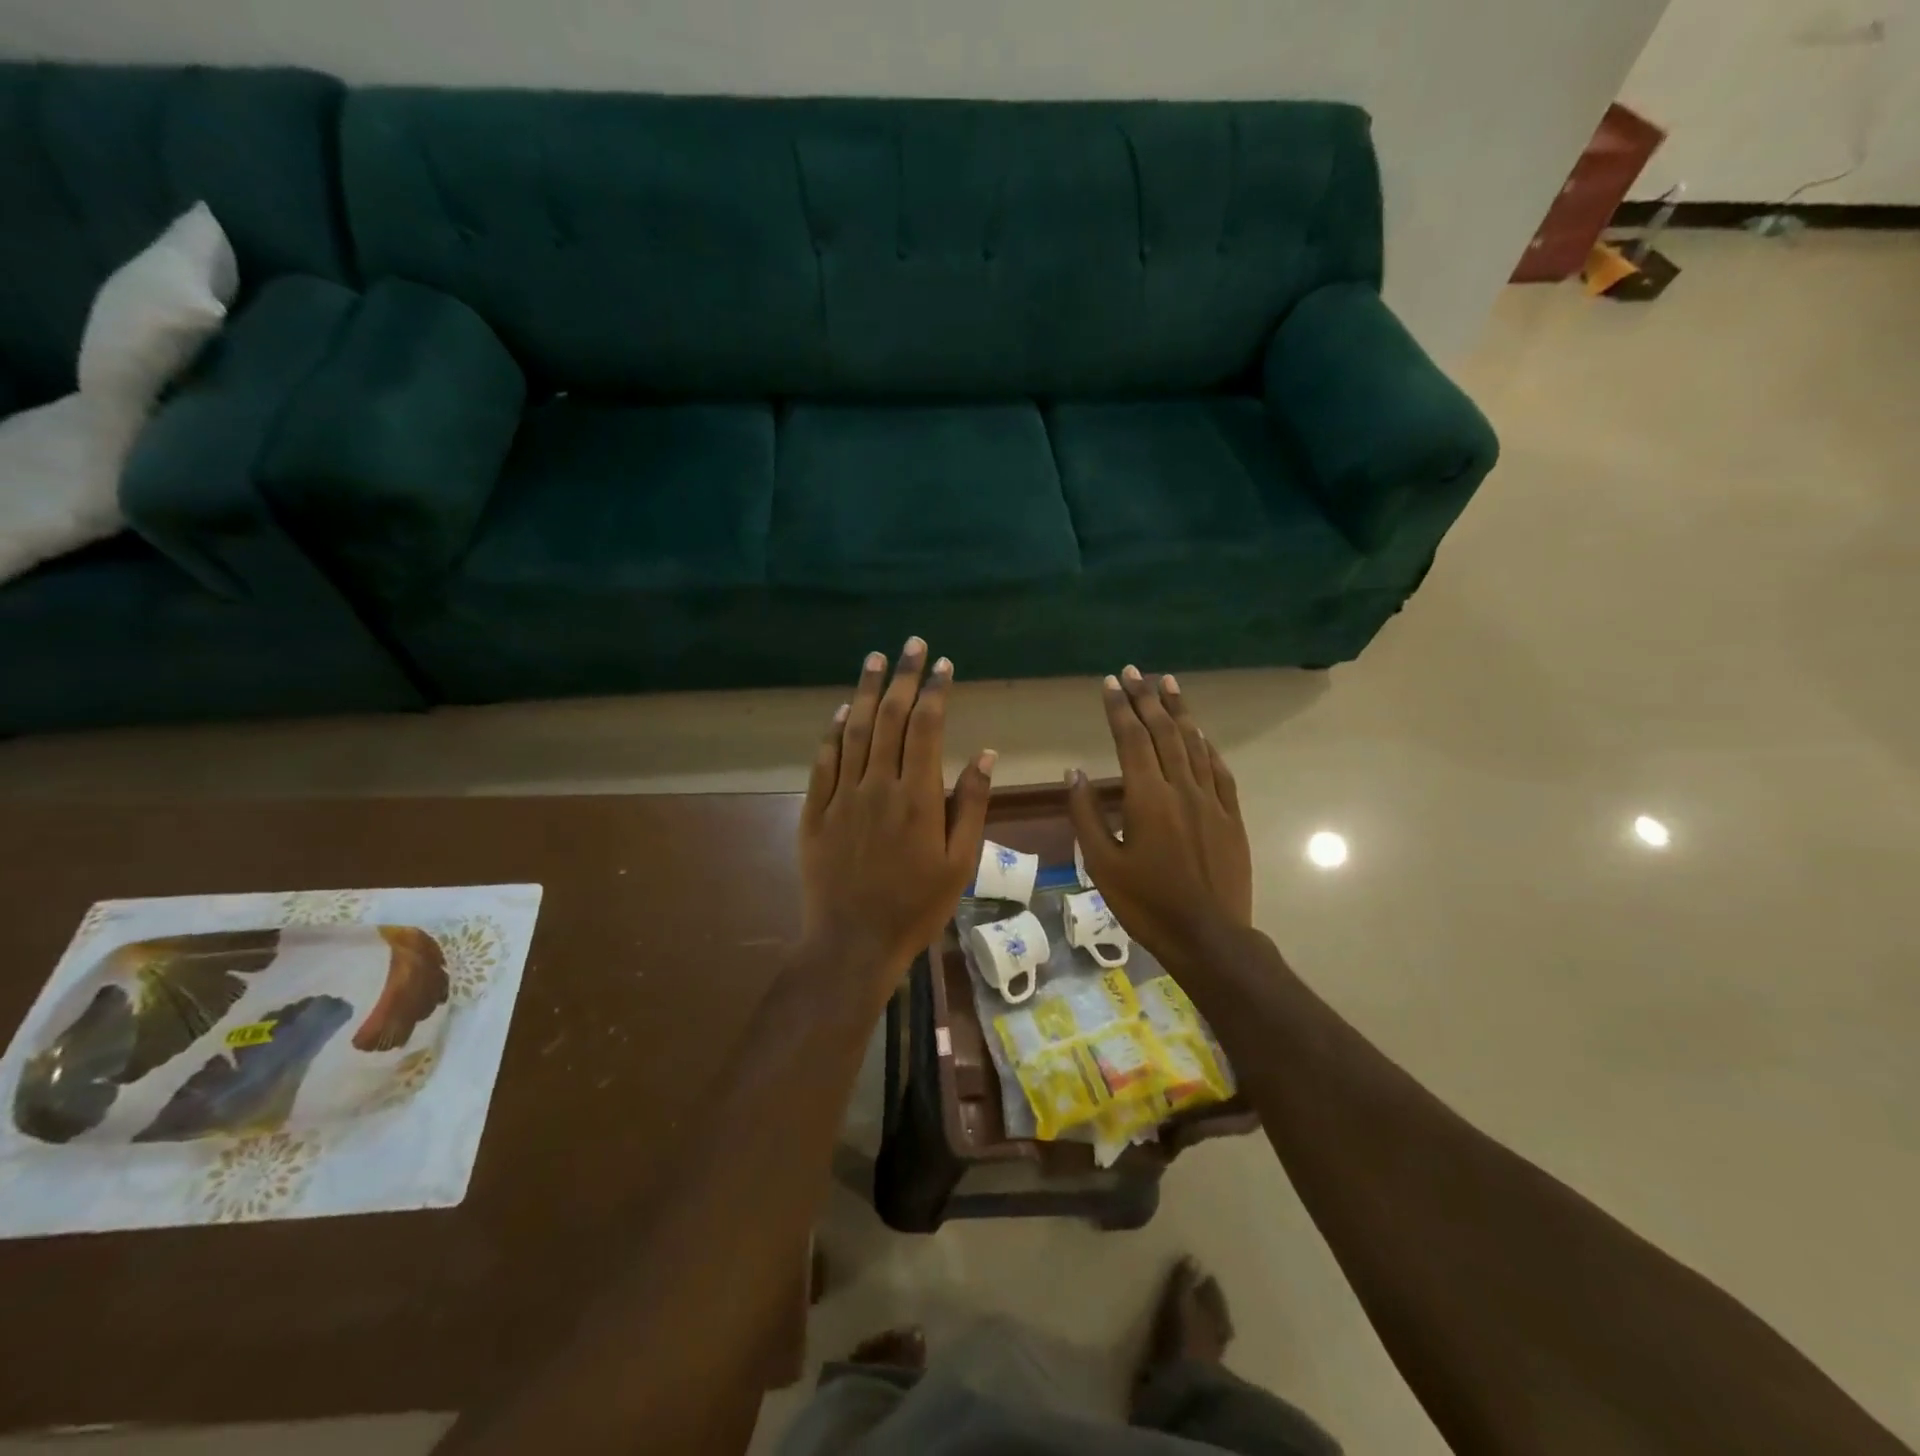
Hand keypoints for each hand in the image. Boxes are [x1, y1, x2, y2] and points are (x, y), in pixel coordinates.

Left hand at [799, 638, 994, 984]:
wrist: (852, 943)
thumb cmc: (916, 906)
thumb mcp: (960, 863)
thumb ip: (971, 804)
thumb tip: (984, 752)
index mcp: (917, 798)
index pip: (925, 728)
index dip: (934, 691)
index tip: (942, 664)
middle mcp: (876, 786)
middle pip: (888, 718)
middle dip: (902, 678)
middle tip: (911, 645)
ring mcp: (841, 797)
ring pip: (853, 731)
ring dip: (865, 691)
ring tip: (875, 659)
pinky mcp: (814, 812)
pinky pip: (823, 761)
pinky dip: (832, 731)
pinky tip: (841, 711)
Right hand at [1066, 667, 1252, 962]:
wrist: (1209, 936)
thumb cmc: (1147, 903)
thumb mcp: (1102, 864)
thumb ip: (1086, 815)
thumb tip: (1075, 773)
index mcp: (1147, 798)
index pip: (1131, 739)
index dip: (1119, 708)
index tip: (1109, 683)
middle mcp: (1181, 788)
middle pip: (1163, 732)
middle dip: (1147, 698)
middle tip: (1134, 671)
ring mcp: (1212, 801)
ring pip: (1194, 744)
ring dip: (1179, 711)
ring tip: (1167, 683)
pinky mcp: (1231, 816)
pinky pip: (1219, 770)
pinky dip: (1206, 746)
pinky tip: (1200, 733)